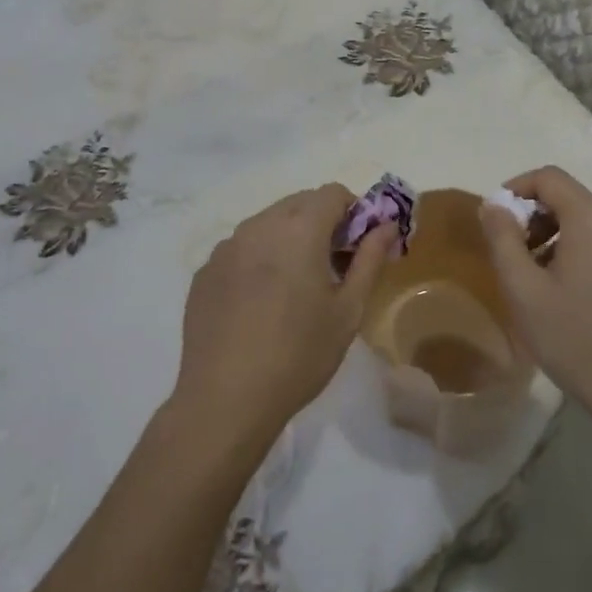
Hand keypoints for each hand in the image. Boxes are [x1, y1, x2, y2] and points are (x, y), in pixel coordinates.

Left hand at [171, 185, 395, 451]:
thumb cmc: (298, 355)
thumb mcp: (347, 312)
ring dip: (289, 238)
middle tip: (332, 267)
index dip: (353, 211)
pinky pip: (241, 249)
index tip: (358, 246)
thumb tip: (387, 226)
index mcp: (298, 229)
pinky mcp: (205, 271)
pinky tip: (259, 304)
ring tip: (294, 288)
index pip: (332, 192)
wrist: (225, 399)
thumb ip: (370, 260)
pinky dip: (258, 259)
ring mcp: (226, 247)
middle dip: (322, 223)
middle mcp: (259, 225)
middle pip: (299, 203)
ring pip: (268, 223)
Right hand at [478, 166, 591, 427]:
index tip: (498, 218)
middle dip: (537, 219)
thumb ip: (502, 239)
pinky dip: (586, 251)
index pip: (550, 178)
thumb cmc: (575, 339)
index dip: (517, 188)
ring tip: (543, 278)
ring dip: (560, 237)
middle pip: (572, 200)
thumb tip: (492, 205)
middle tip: (517, 256)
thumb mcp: (523, 290)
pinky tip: (576, 292)